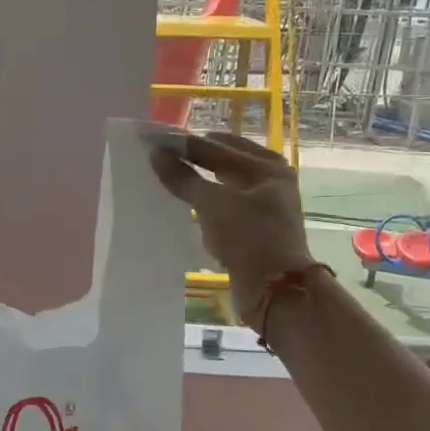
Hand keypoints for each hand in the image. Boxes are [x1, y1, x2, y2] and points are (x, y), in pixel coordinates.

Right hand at [150, 131, 312, 327]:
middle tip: (157, 158)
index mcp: (266, 166)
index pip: (216, 145)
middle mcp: (268, 181)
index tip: (154, 139)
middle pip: (221, 163)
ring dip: (195, 184)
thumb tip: (156, 153)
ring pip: (220, 187)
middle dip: (191, 161)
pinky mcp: (252, 230)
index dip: (184, 143)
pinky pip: (221, 209)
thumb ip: (183, 177)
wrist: (275, 291)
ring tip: (164, 179)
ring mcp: (262, 206)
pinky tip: (181, 208)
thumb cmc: (249, 237)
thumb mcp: (212, 203)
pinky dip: (202, 207)